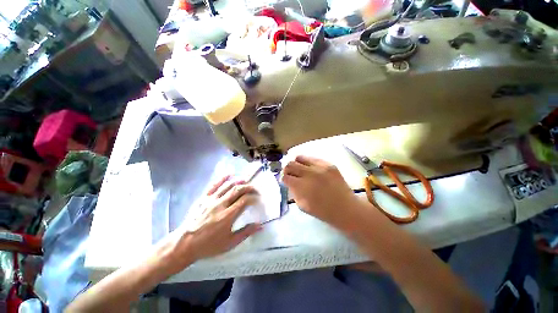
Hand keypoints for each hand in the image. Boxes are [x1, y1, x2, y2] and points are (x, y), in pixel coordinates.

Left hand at [166, 175, 261, 271]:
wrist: (184, 244)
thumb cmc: (208, 245)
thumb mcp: (229, 243)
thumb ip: (246, 232)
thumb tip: (261, 226)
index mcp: (228, 216)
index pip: (245, 200)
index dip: (254, 197)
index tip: (258, 199)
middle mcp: (220, 204)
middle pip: (238, 190)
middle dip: (249, 187)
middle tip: (255, 188)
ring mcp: (211, 200)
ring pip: (228, 186)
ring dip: (239, 181)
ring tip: (246, 180)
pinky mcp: (203, 198)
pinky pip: (214, 185)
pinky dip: (222, 178)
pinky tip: (230, 174)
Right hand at [282, 155, 364, 230]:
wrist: (346, 209)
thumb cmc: (323, 211)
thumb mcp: (303, 206)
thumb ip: (293, 192)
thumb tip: (289, 182)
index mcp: (302, 186)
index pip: (285, 176)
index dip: (283, 178)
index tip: (285, 180)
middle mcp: (309, 173)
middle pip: (290, 164)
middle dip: (287, 169)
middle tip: (290, 174)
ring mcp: (320, 167)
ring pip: (300, 157)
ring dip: (297, 164)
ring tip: (300, 169)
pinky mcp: (329, 164)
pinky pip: (313, 158)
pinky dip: (308, 163)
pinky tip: (311, 169)